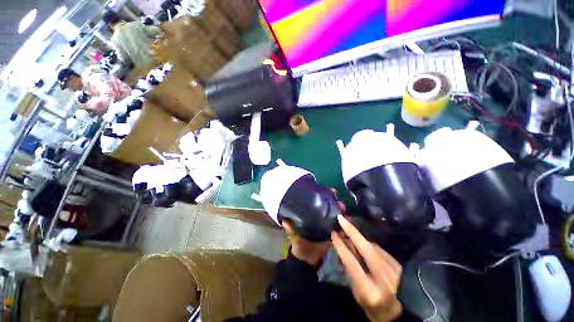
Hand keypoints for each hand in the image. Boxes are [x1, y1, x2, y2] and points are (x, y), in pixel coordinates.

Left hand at [281, 188, 344, 265]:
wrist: (306, 259)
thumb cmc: (299, 243)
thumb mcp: (293, 234)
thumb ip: (290, 227)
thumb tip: (284, 219)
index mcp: (312, 215)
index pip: (319, 202)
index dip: (325, 195)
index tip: (331, 191)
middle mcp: (320, 217)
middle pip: (330, 207)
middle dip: (336, 202)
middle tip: (339, 202)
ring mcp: (328, 225)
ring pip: (337, 215)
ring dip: (342, 211)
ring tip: (345, 210)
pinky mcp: (334, 234)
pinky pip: (341, 228)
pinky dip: (346, 224)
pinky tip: (350, 220)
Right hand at [332, 215, 402, 321]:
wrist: (391, 310)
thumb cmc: (367, 301)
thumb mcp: (354, 288)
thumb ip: (349, 265)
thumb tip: (343, 242)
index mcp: (369, 290)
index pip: (352, 263)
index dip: (341, 247)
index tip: (333, 233)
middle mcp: (384, 279)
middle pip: (367, 249)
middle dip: (352, 231)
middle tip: (341, 219)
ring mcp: (394, 271)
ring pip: (372, 246)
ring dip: (359, 237)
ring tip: (348, 230)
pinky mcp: (397, 264)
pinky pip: (378, 248)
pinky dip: (367, 244)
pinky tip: (362, 244)